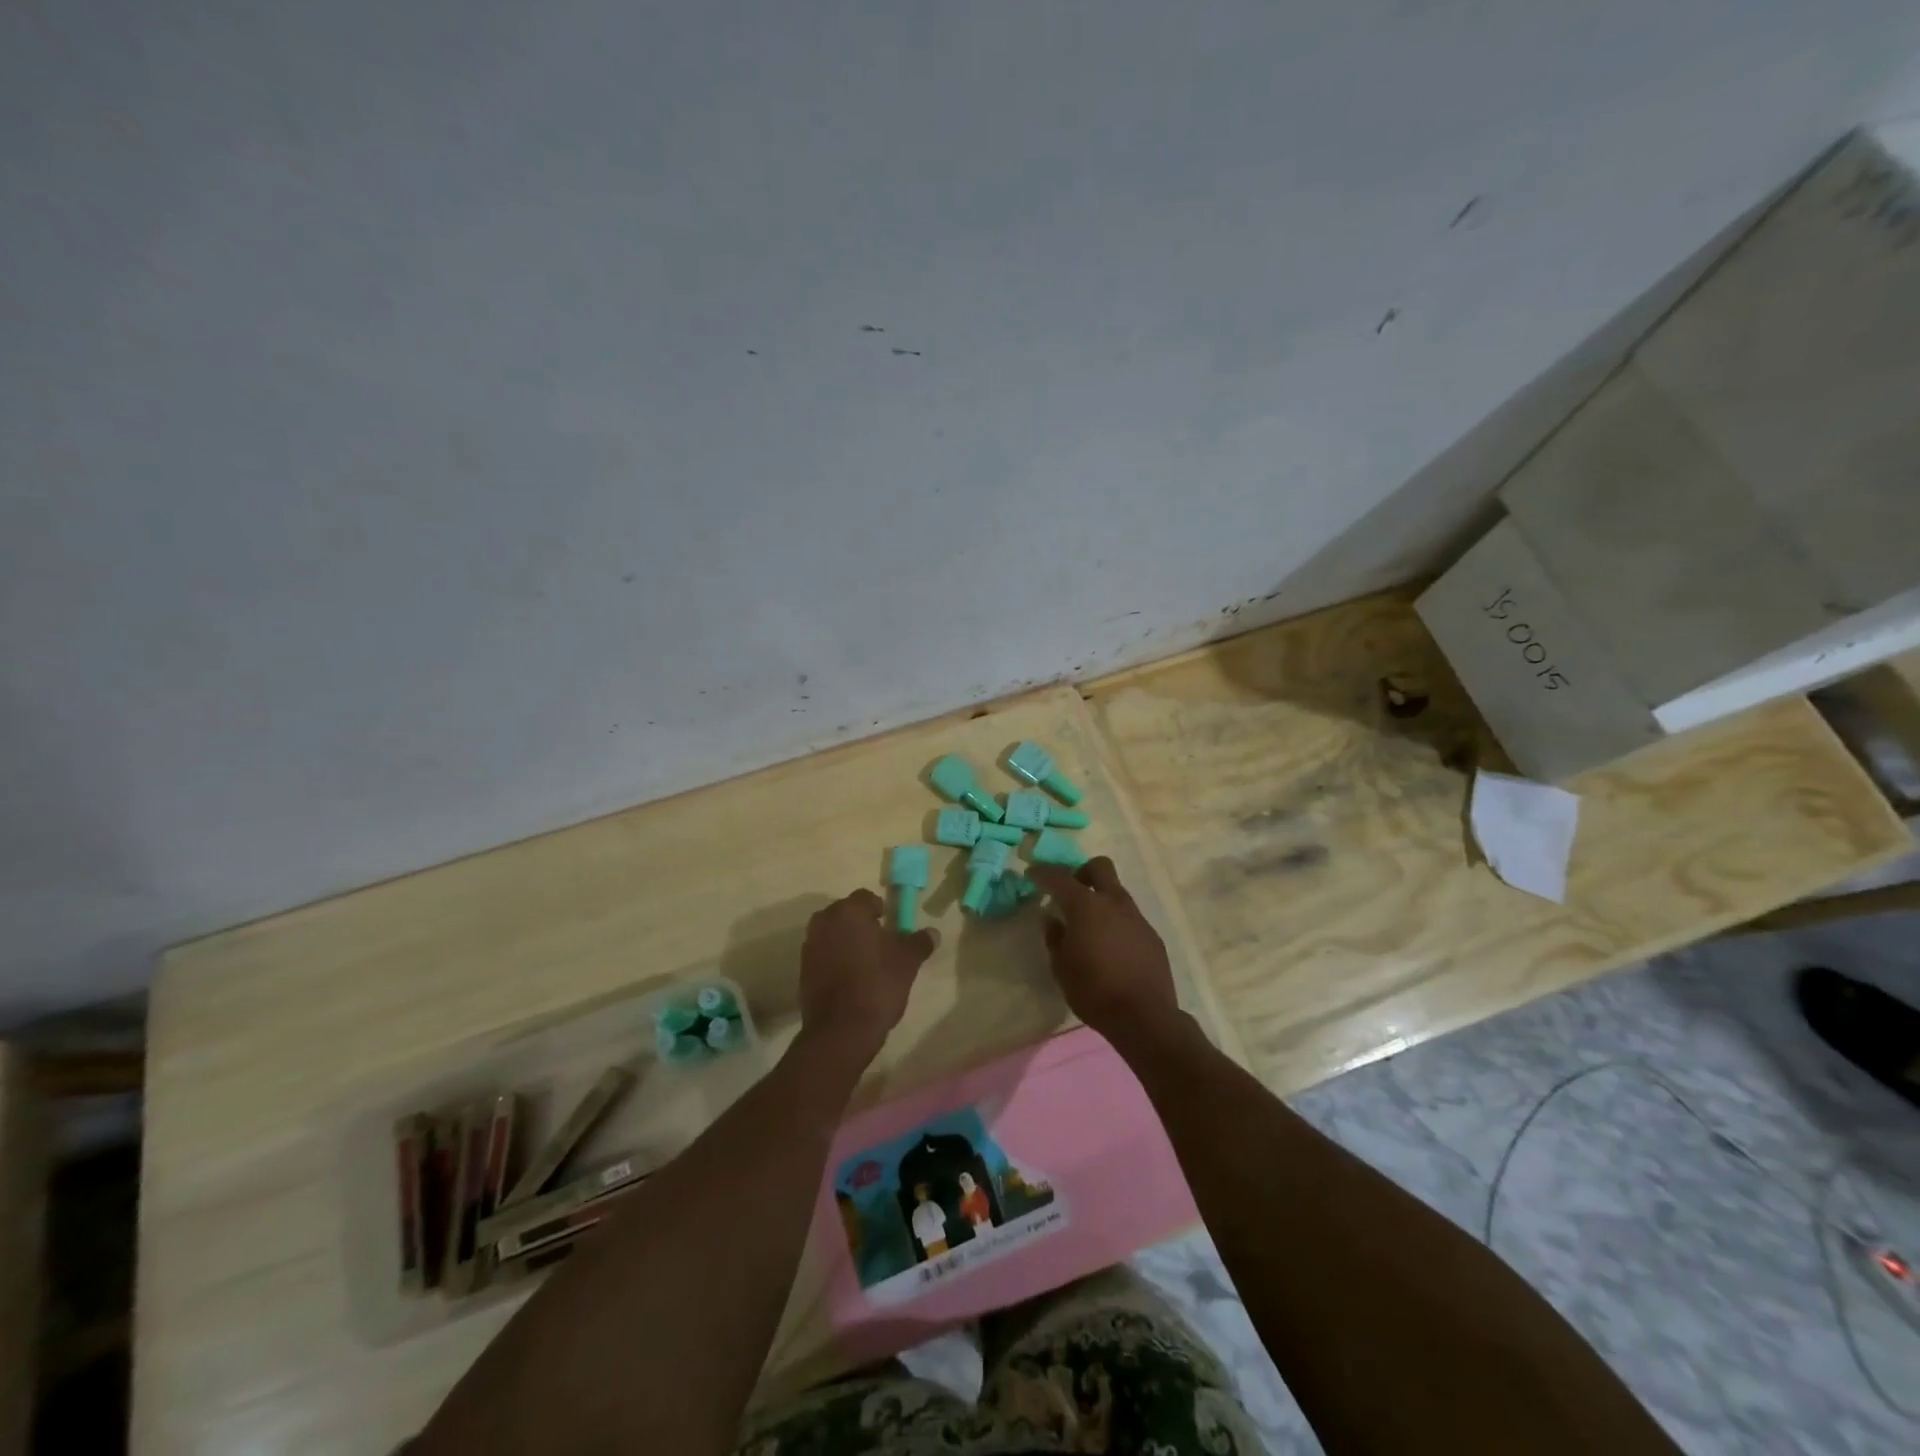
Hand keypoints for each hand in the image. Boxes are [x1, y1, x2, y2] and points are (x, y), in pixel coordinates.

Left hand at [798, 889, 936, 1060]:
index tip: (892, 928)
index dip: (881, 910)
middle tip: (881, 944)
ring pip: (833, 934)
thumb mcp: (907, 962)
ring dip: (847, 942)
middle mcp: (824, 922)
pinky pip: (823, 954)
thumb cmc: (877, 985)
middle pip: (846, 914)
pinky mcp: (803, 970)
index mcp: (848, 912)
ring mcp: (810, 946)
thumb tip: (932, 932)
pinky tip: (851, 979)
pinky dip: (835, 959)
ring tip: (866, 963)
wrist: (840, 1030)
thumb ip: (919, 942)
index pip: (866, 898)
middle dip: (862, 924)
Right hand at [1027, 858, 1179, 1046]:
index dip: (1043, 872)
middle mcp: (1114, 902)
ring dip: (1100, 900)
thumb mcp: (1061, 967)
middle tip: (1069, 892)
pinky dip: (1116, 923)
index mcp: (1085, 906)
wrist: (1144, 1017)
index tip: (1031, 874)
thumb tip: (1052, 919)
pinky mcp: (1151, 935)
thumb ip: (1054, 937)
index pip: (1059, 877)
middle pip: (1099, 867)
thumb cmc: (1094, 991)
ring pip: (1117, 892)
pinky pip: (1130, 917)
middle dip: (1081, 872)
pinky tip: (1111, 948)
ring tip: (1089, 927)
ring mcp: (1137, 917)